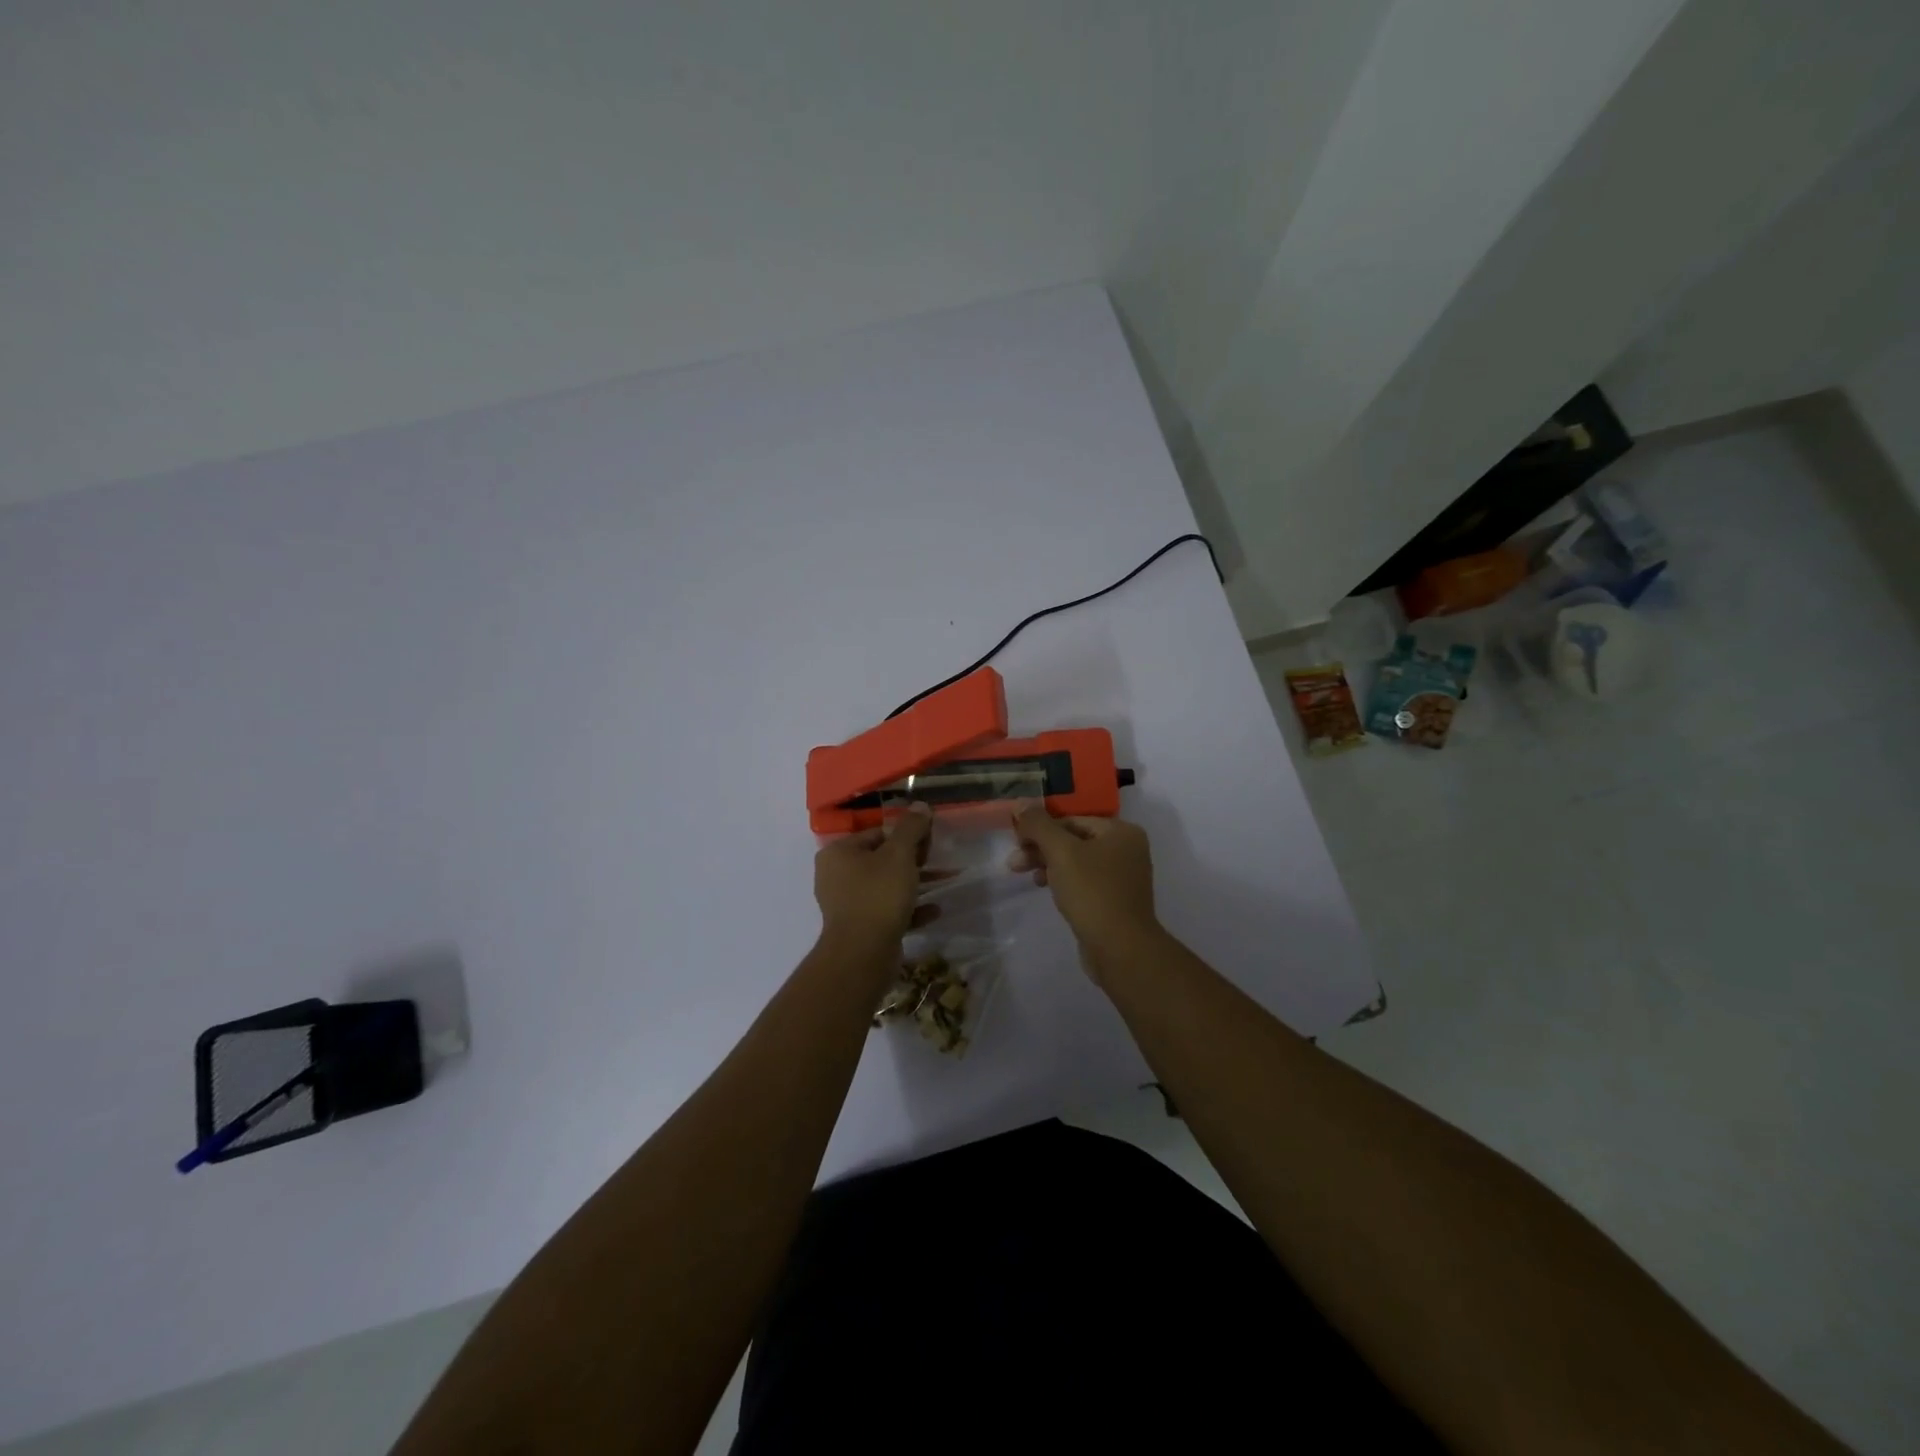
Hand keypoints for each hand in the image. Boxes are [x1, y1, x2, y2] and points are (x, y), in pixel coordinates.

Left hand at [813, 804, 936, 949]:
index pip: (877, 834)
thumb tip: (921, 805)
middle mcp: (836, 876)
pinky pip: (887, 911)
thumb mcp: (899, 855)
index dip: (906, 835)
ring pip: (885, 886)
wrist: (863, 954)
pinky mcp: (859, 928)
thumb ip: (911, 828)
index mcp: (838, 853)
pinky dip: (909, 909)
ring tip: (941, 883)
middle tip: (935, 863)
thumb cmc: (878, 895)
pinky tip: (934, 911)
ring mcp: (846, 904)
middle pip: (881, 860)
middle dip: (912, 861)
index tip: (928, 843)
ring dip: (913, 885)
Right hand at [1010, 804, 1159, 965]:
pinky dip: (1063, 881)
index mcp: (1121, 831)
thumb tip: (1021, 801)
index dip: (1040, 827)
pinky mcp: (1114, 899)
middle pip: (1073, 839)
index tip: (1015, 841)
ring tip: (1027, 878)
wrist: (1120, 949)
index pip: (1071, 819)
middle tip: (1014, 863)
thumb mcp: (1061, 852)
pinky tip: (1046, 889)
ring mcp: (1122, 876)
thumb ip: (1039, 825)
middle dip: (1041, 848)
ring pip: (1076, 861)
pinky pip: (1084, 881)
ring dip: (1048, 865)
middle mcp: (1126, 848)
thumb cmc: (1092, 892)